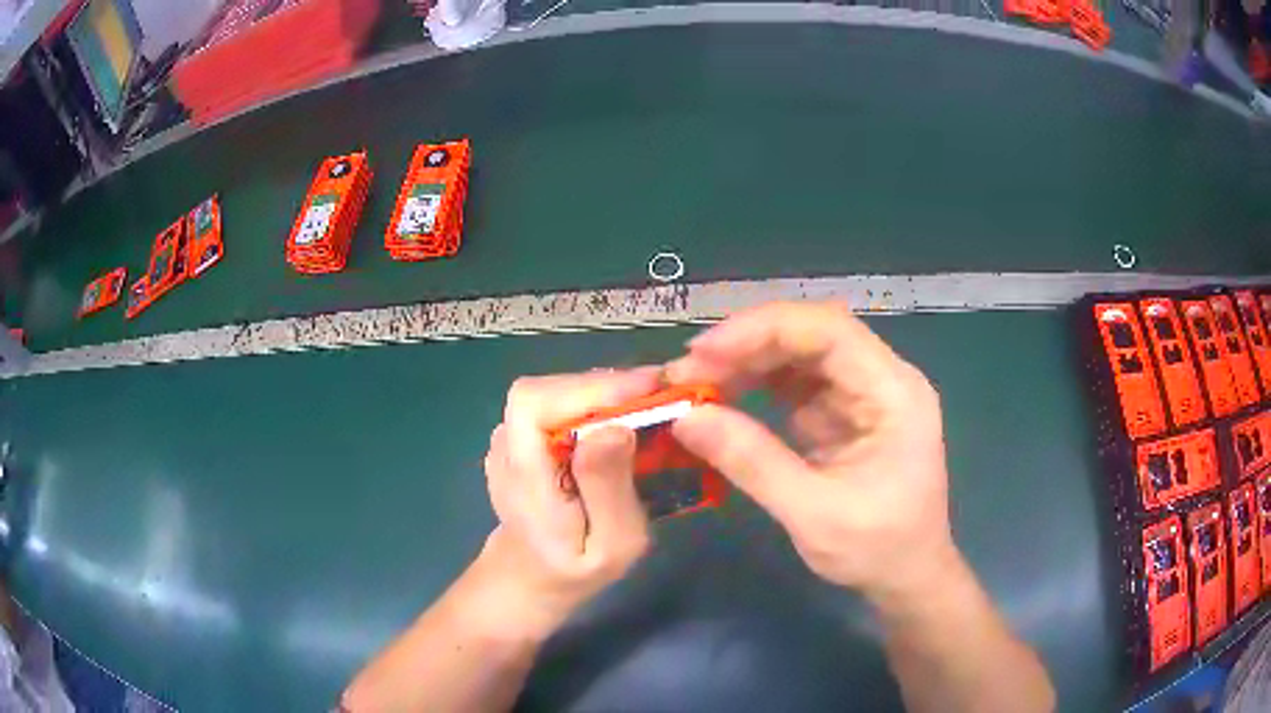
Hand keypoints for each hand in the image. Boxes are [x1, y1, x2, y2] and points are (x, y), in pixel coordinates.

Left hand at [477, 368, 657, 638]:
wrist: (533, 574)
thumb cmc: (578, 568)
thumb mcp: (611, 544)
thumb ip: (608, 489)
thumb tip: (616, 428)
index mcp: (522, 476)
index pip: (534, 404)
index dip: (589, 388)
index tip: (647, 387)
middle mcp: (506, 447)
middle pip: (546, 390)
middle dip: (605, 386)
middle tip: (660, 393)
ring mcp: (509, 439)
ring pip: (553, 392)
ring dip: (601, 391)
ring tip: (648, 403)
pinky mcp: (520, 436)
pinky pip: (556, 404)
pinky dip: (592, 402)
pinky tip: (621, 417)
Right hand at [666, 302, 958, 604]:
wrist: (907, 577)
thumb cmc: (877, 550)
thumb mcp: (813, 514)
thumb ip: (752, 462)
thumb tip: (685, 419)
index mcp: (894, 392)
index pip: (829, 330)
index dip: (763, 330)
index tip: (704, 353)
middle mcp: (880, 378)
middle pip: (810, 334)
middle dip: (746, 345)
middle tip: (686, 372)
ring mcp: (860, 393)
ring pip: (797, 354)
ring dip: (745, 362)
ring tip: (693, 384)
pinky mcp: (840, 412)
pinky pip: (793, 383)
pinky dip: (754, 385)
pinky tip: (719, 397)